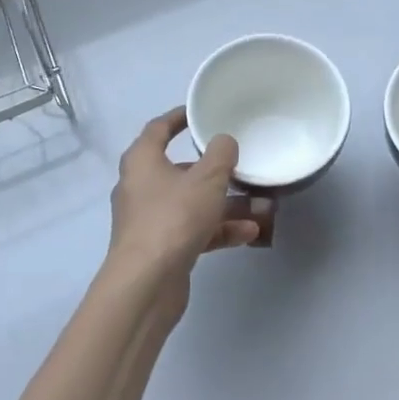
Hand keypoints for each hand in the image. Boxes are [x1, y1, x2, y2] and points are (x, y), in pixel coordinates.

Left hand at [108, 107, 260, 295]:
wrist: (146, 286)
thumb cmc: (173, 219)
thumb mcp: (206, 179)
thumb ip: (221, 154)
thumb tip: (224, 142)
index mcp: (142, 161)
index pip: (158, 128)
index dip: (179, 117)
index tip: (199, 113)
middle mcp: (140, 187)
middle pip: (179, 169)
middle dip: (212, 168)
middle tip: (238, 162)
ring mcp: (149, 220)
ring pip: (190, 202)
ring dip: (222, 203)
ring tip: (258, 203)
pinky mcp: (160, 249)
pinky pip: (193, 230)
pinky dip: (218, 229)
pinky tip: (249, 233)